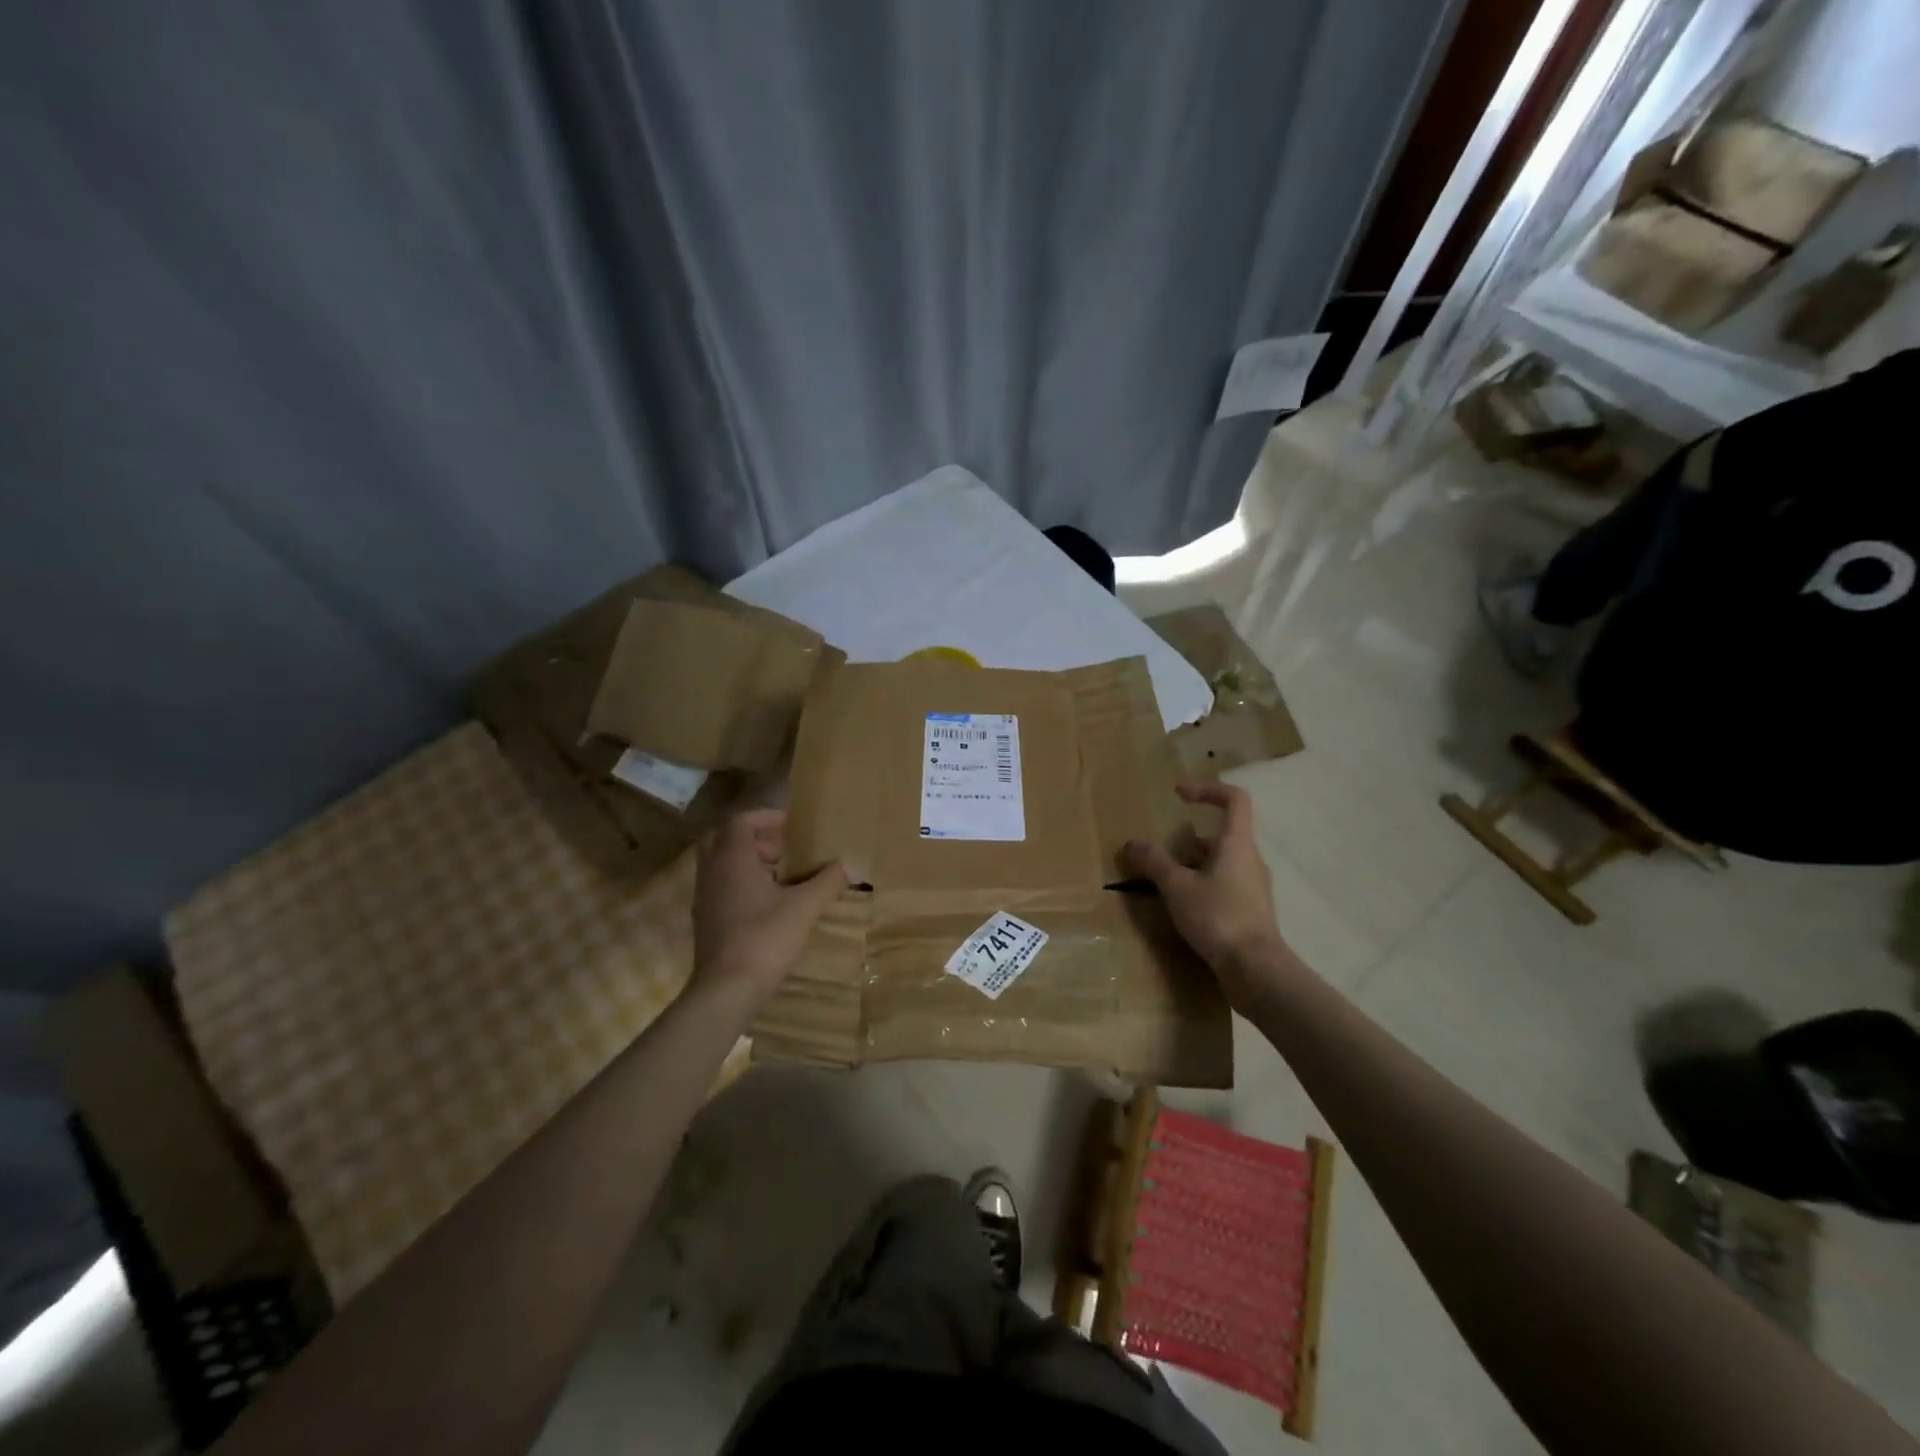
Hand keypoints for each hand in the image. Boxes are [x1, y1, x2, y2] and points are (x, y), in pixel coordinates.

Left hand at [690, 809, 846, 1013]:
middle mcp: (712, 873)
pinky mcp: (705, 923)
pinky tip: (770, 907)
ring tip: (784, 878)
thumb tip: (850, 864)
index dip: (766, 817)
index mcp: (732, 859)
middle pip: (728, 841)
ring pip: (724, 867)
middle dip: (757, 840)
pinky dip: (743, 886)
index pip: (741, 821)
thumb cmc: (764, 938)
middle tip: (785, 851)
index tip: (791, 825)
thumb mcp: (804, 907)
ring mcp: (704, 899)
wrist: (726, 991)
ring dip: (751, 864)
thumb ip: (828, 881)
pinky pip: (722, 889)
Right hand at [1123, 781, 1292, 1005]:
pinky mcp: (1252, 913)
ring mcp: (1254, 888)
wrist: (1256, 970)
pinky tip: (1183, 907)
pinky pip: (1225, 887)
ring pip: (1222, 863)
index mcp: (1237, 844)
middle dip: (1190, 839)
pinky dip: (1203, 887)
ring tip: (1166, 881)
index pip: (1234, 800)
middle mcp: (1250, 860)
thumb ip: (1154, 862)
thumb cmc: (1218, 917)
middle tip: (1163, 851)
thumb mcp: (1177, 887)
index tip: (1179, 794)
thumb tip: (1132, 842)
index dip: (1207, 790)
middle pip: (1223, 835)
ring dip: (1195, 865)